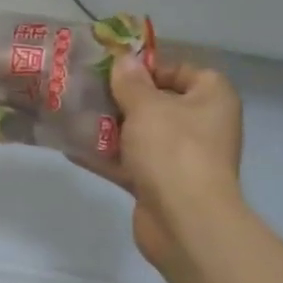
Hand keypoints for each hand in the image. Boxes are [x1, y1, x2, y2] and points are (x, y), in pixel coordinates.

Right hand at [79, 56, 247, 272]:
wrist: (185, 223)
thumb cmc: (174, 150)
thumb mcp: (147, 106)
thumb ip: (130, 81)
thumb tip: (123, 59)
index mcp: (211, 99)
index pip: (184, 71)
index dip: (151, 67)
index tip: (117, 69)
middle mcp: (201, 127)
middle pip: (158, 103)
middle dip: (122, 98)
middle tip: (87, 87)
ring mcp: (181, 159)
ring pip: (141, 134)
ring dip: (109, 127)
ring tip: (72, 113)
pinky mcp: (160, 185)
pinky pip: (130, 163)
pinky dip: (106, 156)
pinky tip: (71, 147)